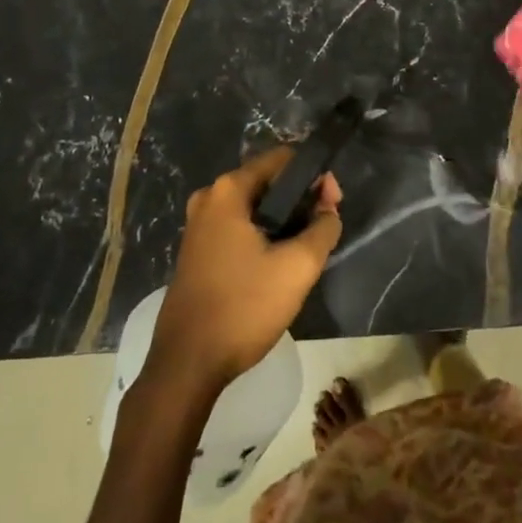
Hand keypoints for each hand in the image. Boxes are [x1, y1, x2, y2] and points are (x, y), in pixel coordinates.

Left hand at [150, 147, 341, 390]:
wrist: (188, 363)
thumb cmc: (244, 307)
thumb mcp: (298, 267)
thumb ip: (323, 227)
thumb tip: (328, 205)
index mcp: (228, 190)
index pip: (282, 159)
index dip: (314, 176)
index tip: (333, 204)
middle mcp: (209, 198)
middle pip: (267, 182)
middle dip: (300, 200)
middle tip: (324, 228)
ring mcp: (199, 225)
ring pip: (254, 208)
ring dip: (283, 220)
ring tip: (306, 249)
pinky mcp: (197, 250)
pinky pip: (239, 228)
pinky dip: (263, 235)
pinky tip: (278, 264)